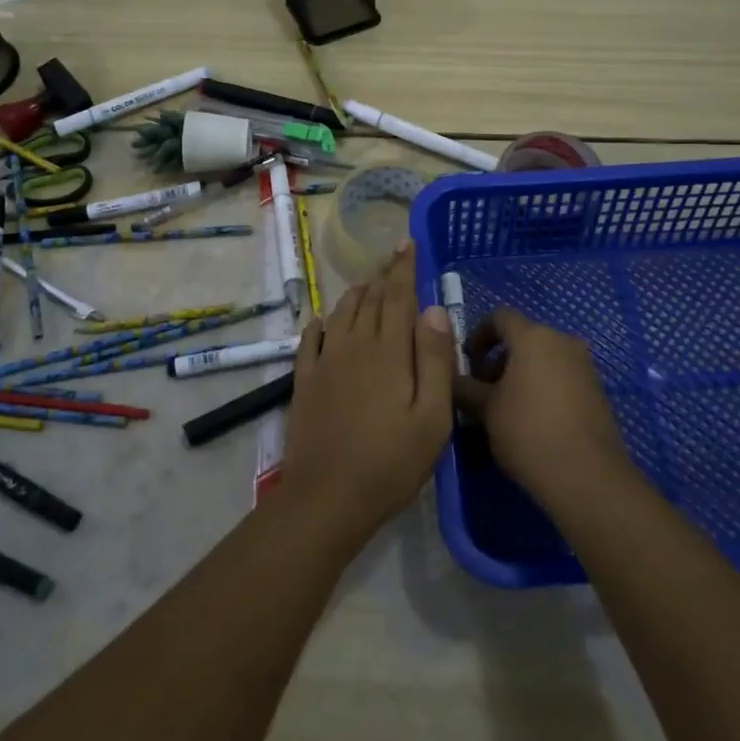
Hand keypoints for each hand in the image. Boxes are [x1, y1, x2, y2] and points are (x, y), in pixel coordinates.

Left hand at [279, 242, 456, 544]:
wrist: (328, 496)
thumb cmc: (391, 461)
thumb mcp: (432, 418)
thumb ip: (434, 360)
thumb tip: (433, 310)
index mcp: (389, 351)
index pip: (399, 296)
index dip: (404, 268)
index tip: (408, 244)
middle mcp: (354, 345)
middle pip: (370, 299)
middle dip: (383, 274)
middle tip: (392, 256)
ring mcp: (325, 361)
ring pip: (341, 313)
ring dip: (356, 294)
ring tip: (367, 283)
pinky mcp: (305, 380)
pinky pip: (311, 339)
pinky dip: (320, 323)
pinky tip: (323, 320)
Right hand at [457, 309, 633, 507]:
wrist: (587, 477)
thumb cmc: (528, 431)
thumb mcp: (485, 409)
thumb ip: (465, 387)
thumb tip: (451, 379)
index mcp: (534, 337)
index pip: (500, 316)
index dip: (478, 334)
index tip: (467, 361)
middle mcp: (563, 342)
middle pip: (523, 338)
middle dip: (498, 359)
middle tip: (482, 390)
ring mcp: (584, 366)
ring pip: (543, 359)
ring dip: (520, 375)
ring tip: (504, 409)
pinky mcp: (597, 391)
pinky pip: (561, 378)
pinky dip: (542, 388)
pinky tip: (531, 422)